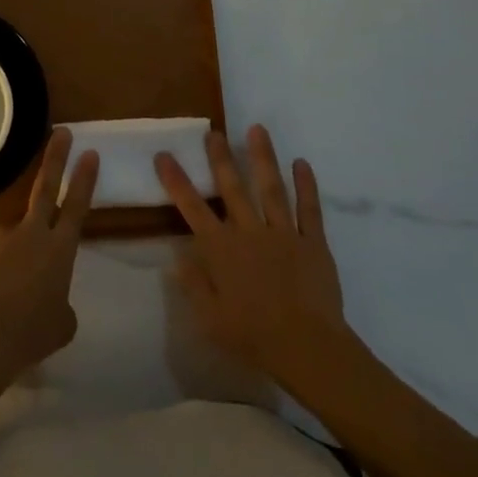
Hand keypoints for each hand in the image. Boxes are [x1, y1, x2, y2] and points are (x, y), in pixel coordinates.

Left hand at [0, 128, 98, 383]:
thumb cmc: (30, 334)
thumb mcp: (61, 325)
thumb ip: (60, 302)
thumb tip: (50, 297)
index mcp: (59, 250)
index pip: (78, 206)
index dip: (84, 179)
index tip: (90, 152)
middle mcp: (31, 234)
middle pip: (46, 187)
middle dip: (56, 157)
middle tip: (62, 132)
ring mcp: (1, 237)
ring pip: (13, 237)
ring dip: (15, 256)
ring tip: (8, 294)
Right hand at [155, 125, 348, 393]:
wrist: (307, 347)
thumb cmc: (253, 336)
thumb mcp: (210, 319)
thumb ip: (193, 285)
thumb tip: (176, 258)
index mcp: (222, 249)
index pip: (193, 208)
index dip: (176, 180)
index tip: (164, 155)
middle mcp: (250, 232)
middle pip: (232, 188)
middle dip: (221, 158)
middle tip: (214, 132)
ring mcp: (284, 233)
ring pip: (271, 188)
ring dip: (263, 157)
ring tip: (257, 129)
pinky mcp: (313, 242)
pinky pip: (309, 209)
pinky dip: (306, 185)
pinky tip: (302, 163)